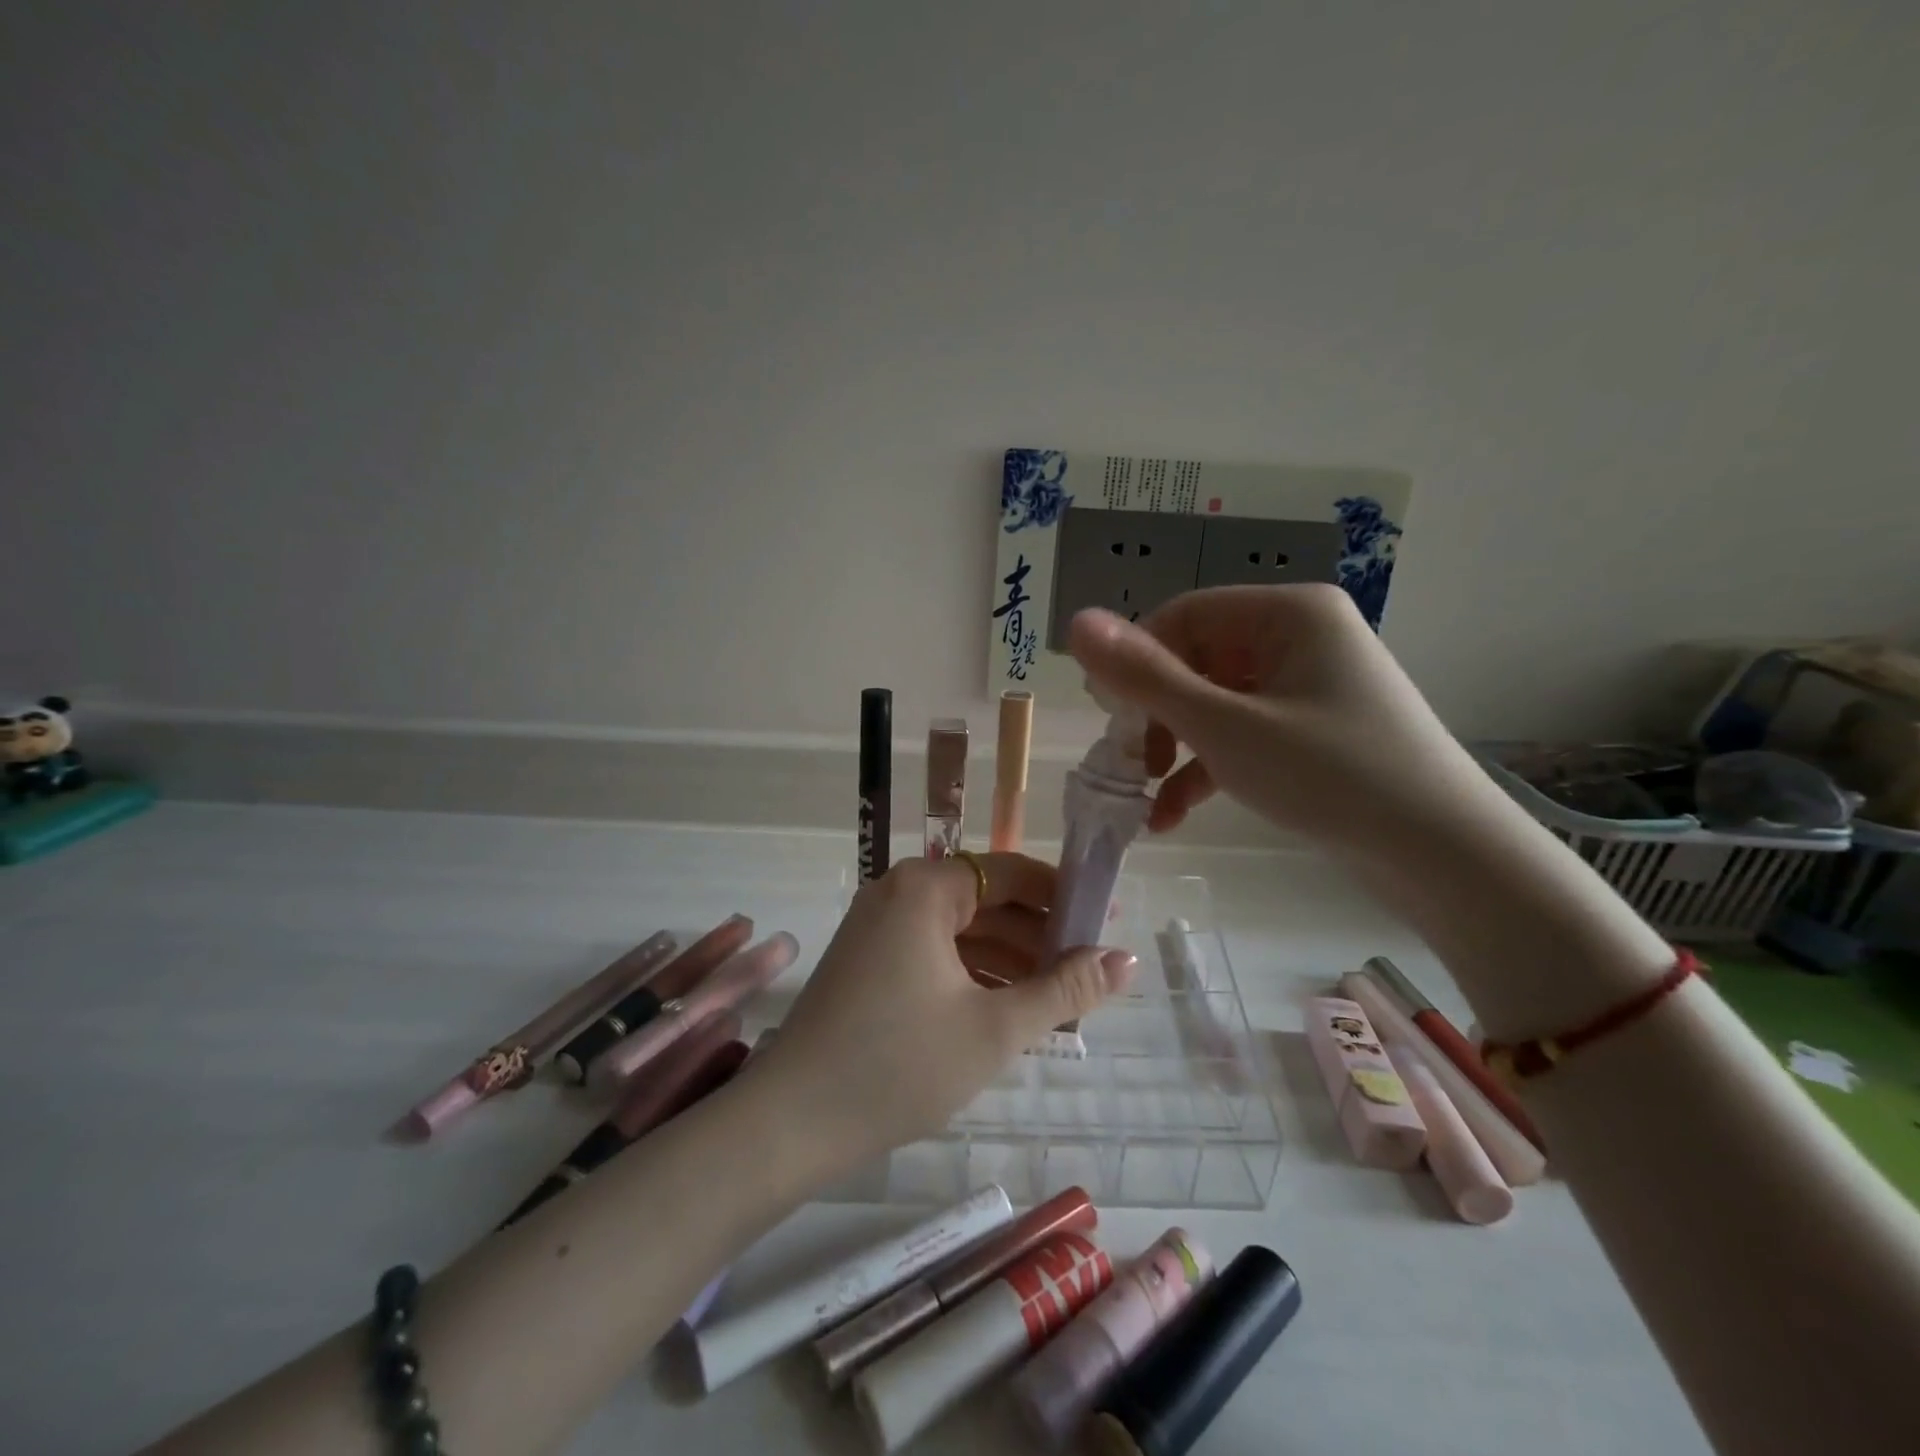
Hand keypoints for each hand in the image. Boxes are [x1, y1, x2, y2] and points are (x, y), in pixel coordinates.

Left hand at [746, 853, 1135, 1171]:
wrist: (790, 1123)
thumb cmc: (899, 1065)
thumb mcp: (994, 1028)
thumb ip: (1065, 990)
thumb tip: (1127, 960)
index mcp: (925, 888)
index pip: (1012, 872)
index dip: (1064, 896)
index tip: (1107, 923)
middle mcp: (898, 892)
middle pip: (987, 900)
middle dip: (1039, 936)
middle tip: (1090, 973)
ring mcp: (878, 927)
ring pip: (962, 931)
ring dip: (1010, 960)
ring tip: (1060, 1001)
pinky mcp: (868, 960)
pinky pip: (935, 953)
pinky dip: (974, 975)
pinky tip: (1008, 1010)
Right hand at [1068, 586, 1504, 858]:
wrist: (1445, 858)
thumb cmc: (1330, 775)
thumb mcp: (1224, 726)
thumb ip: (1145, 676)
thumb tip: (1076, 622)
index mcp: (1287, 613)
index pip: (1183, 616)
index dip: (1135, 661)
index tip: (1106, 715)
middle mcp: (1299, 637)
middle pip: (1196, 659)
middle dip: (1155, 713)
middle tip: (1127, 761)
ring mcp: (1308, 686)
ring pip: (1214, 702)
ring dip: (1174, 747)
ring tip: (1146, 795)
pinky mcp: (1312, 731)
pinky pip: (1242, 734)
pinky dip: (1206, 768)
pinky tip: (1171, 815)